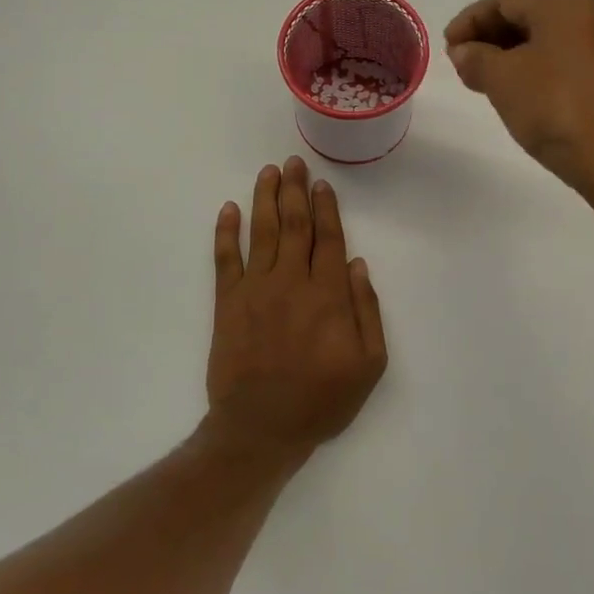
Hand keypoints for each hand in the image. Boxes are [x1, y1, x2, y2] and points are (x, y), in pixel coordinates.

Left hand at [205, 157, 387, 461]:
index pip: (327, 238)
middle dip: (295, 190)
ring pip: (262, 232)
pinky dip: (226, 231)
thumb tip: (356, 263)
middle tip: (293, 163)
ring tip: (269, 172)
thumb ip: (367, 311)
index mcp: (327, 295)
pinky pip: (225, 259)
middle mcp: (291, 281)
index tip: (322, 184)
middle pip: (294, 224)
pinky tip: (229, 208)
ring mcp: (255, 289)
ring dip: (265, 198)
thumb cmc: (320, 400)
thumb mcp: (368, 365)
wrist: (260, 429)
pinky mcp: (227, 303)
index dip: (326, 207)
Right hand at [445, 0, 593, 196]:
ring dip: (508, 55)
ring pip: (544, 39)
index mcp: (566, 5)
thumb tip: (464, 51)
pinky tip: (514, 91)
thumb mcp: (503, 79)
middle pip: (527, 15)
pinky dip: (532, 68)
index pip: (505, 1)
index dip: (469, 21)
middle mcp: (592, 16)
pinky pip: (561, 59)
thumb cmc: (555, 109)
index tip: (446, 47)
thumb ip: (476, 58)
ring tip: (481, 81)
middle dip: (488, 37)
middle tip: (461, 64)